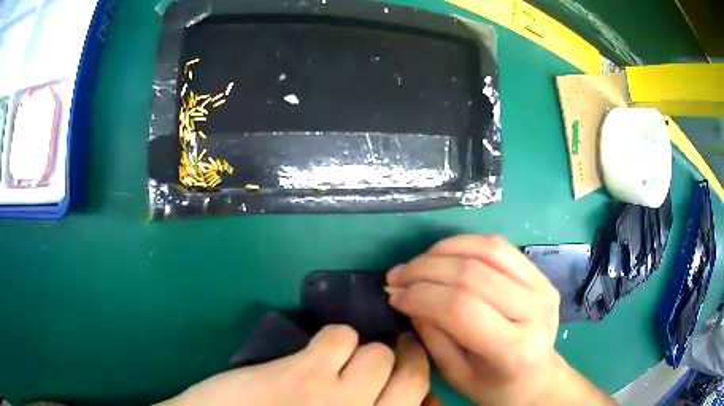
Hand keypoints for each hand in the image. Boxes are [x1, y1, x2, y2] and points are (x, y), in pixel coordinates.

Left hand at [158, 325, 433, 405]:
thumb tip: (425, 400)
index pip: (423, 402)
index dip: (423, 384)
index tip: (415, 377)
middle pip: (412, 376)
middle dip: (406, 358)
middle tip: (395, 350)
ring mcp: (337, 401)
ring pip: (379, 353)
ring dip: (364, 350)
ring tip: (344, 359)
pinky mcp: (303, 377)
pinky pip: (341, 337)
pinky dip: (334, 338)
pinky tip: (316, 353)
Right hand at [387, 235, 614, 405]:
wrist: (536, 377)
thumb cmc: (493, 386)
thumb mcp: (455, 374)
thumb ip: (432, 335)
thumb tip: (406, 296)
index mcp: (514, 349)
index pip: (461, 309)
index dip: (421, 296)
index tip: (392, 295)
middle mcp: (535, 311)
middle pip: (473, 275)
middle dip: (425, 270)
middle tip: (396, 276)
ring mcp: (542, 286)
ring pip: (487, 250)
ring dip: (442, 251)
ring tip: (416, 263)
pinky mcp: (540, 274)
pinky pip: (499, 246)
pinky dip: (464, 243)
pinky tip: (442, 254)